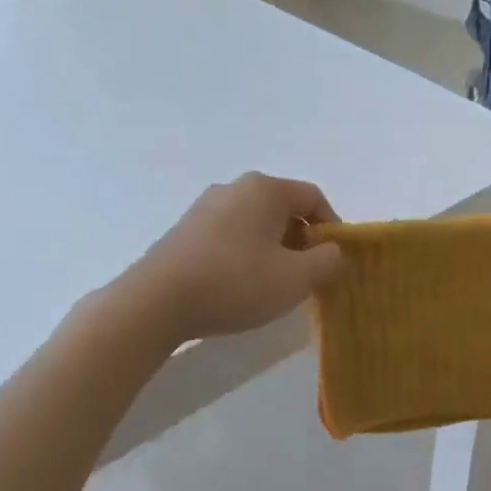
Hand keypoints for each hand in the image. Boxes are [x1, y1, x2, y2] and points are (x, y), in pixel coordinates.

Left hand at [131, 173, 344, 340]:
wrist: (155, 303)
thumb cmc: (235, 283)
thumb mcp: (297, 278)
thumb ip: (329, 261)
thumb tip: (334, 252)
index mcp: (265, 189)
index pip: (314, 198)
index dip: (332, 229)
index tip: (333, 262)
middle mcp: (234, 188)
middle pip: (284, 210)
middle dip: (303, 242)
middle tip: (306, 278)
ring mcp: (204, 208)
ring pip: (256, 225)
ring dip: (274, 252)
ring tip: (272, 287)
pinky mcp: (185, 232)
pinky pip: (230, 237)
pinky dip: (245, 257)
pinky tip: (239, 288)